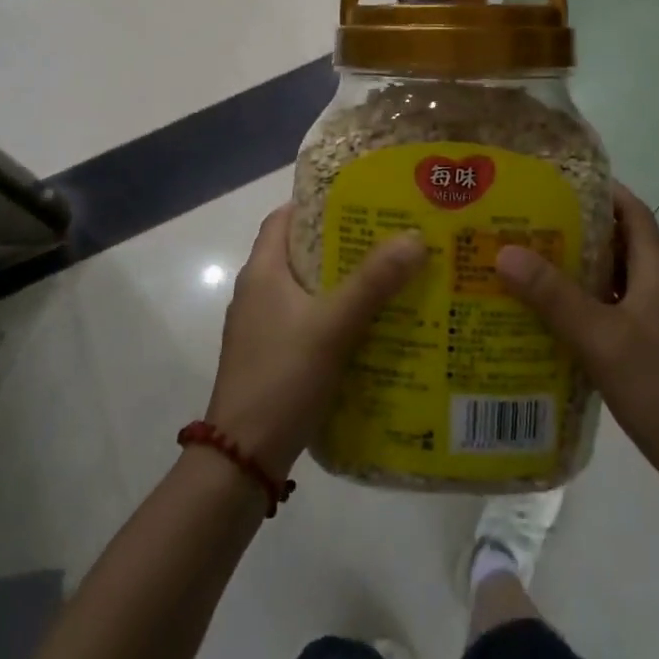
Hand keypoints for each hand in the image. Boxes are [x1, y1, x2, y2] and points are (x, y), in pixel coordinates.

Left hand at [205, 204, 426, 475]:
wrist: (242, 459)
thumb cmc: (282, 378)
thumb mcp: (332, 325)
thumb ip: (373, 282)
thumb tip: (415, 237)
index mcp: (262, 272)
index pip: (285, 217)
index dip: (319, 203)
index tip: (362, 199)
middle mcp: (258, 292)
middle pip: (303, 252)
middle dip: (345, 243)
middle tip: (393, 237)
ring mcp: (263, 327)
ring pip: (310, 289)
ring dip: (345, 282)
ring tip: (393, 277)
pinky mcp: (274, 356)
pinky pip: (310, 321)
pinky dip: (339, 315)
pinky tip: (374, 326)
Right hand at [496, 184, 658, 499]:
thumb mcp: (600, 338)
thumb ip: (553, 296)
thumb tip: (505, 252)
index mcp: (657, 271)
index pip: (632, 212)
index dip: (600, 190)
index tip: (556, 181)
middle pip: (618, 241)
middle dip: (575, 228)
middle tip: (526, 222)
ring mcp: (656, 317)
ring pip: (612, 277)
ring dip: (576, 267)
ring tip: (527, 261)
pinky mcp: (649, 344)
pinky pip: (611, 307)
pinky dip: (582, 301)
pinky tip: (548, 314)